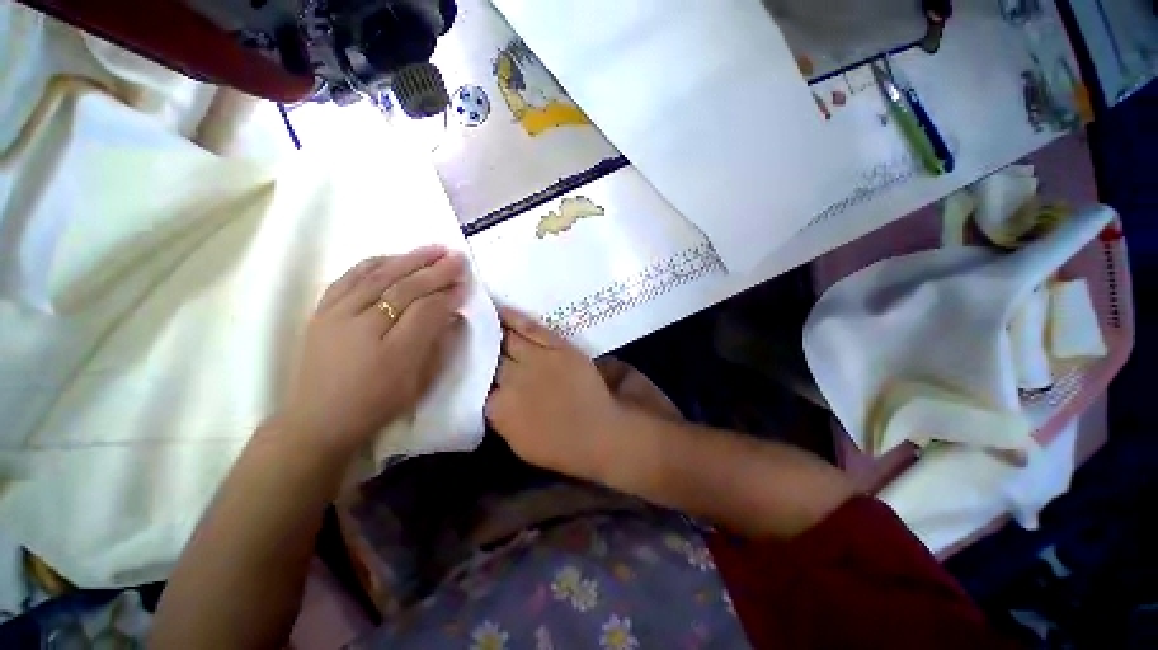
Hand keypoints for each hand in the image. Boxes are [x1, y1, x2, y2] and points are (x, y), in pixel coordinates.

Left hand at [280, 246, 467, 453]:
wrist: (318, 419)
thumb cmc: (377, 404)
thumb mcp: (419, 383)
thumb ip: (438, 345)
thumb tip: (453, 315)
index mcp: (394, 352)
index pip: (427, 311)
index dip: (449, 295)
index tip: (465, 284)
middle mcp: (364, 327)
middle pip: (406, 289)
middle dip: (436, 271)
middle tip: (457, 258)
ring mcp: (338, 316)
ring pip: (379, 277)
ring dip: (410, 259)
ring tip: (434, 249)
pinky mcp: (321, 311)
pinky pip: (350, 277)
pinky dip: (374, 263)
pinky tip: (394, 256)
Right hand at [486, 306, 625, 481]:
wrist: (603, 431)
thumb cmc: (565, 447)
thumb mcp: (521, 444)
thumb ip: (501, 418)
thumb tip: (491, 398)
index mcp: (500, 410)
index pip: (476, 386)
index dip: (473, 373)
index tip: (469, 364)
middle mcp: (511, 382)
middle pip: (488, 359)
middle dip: (479, 348)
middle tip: (469, 334)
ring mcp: (534, 361)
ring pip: (505, 339)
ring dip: (491, 329)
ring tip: (480, 318)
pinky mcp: (556, 347)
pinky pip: (529, 328)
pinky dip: (513, 318)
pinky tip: (499, 310)